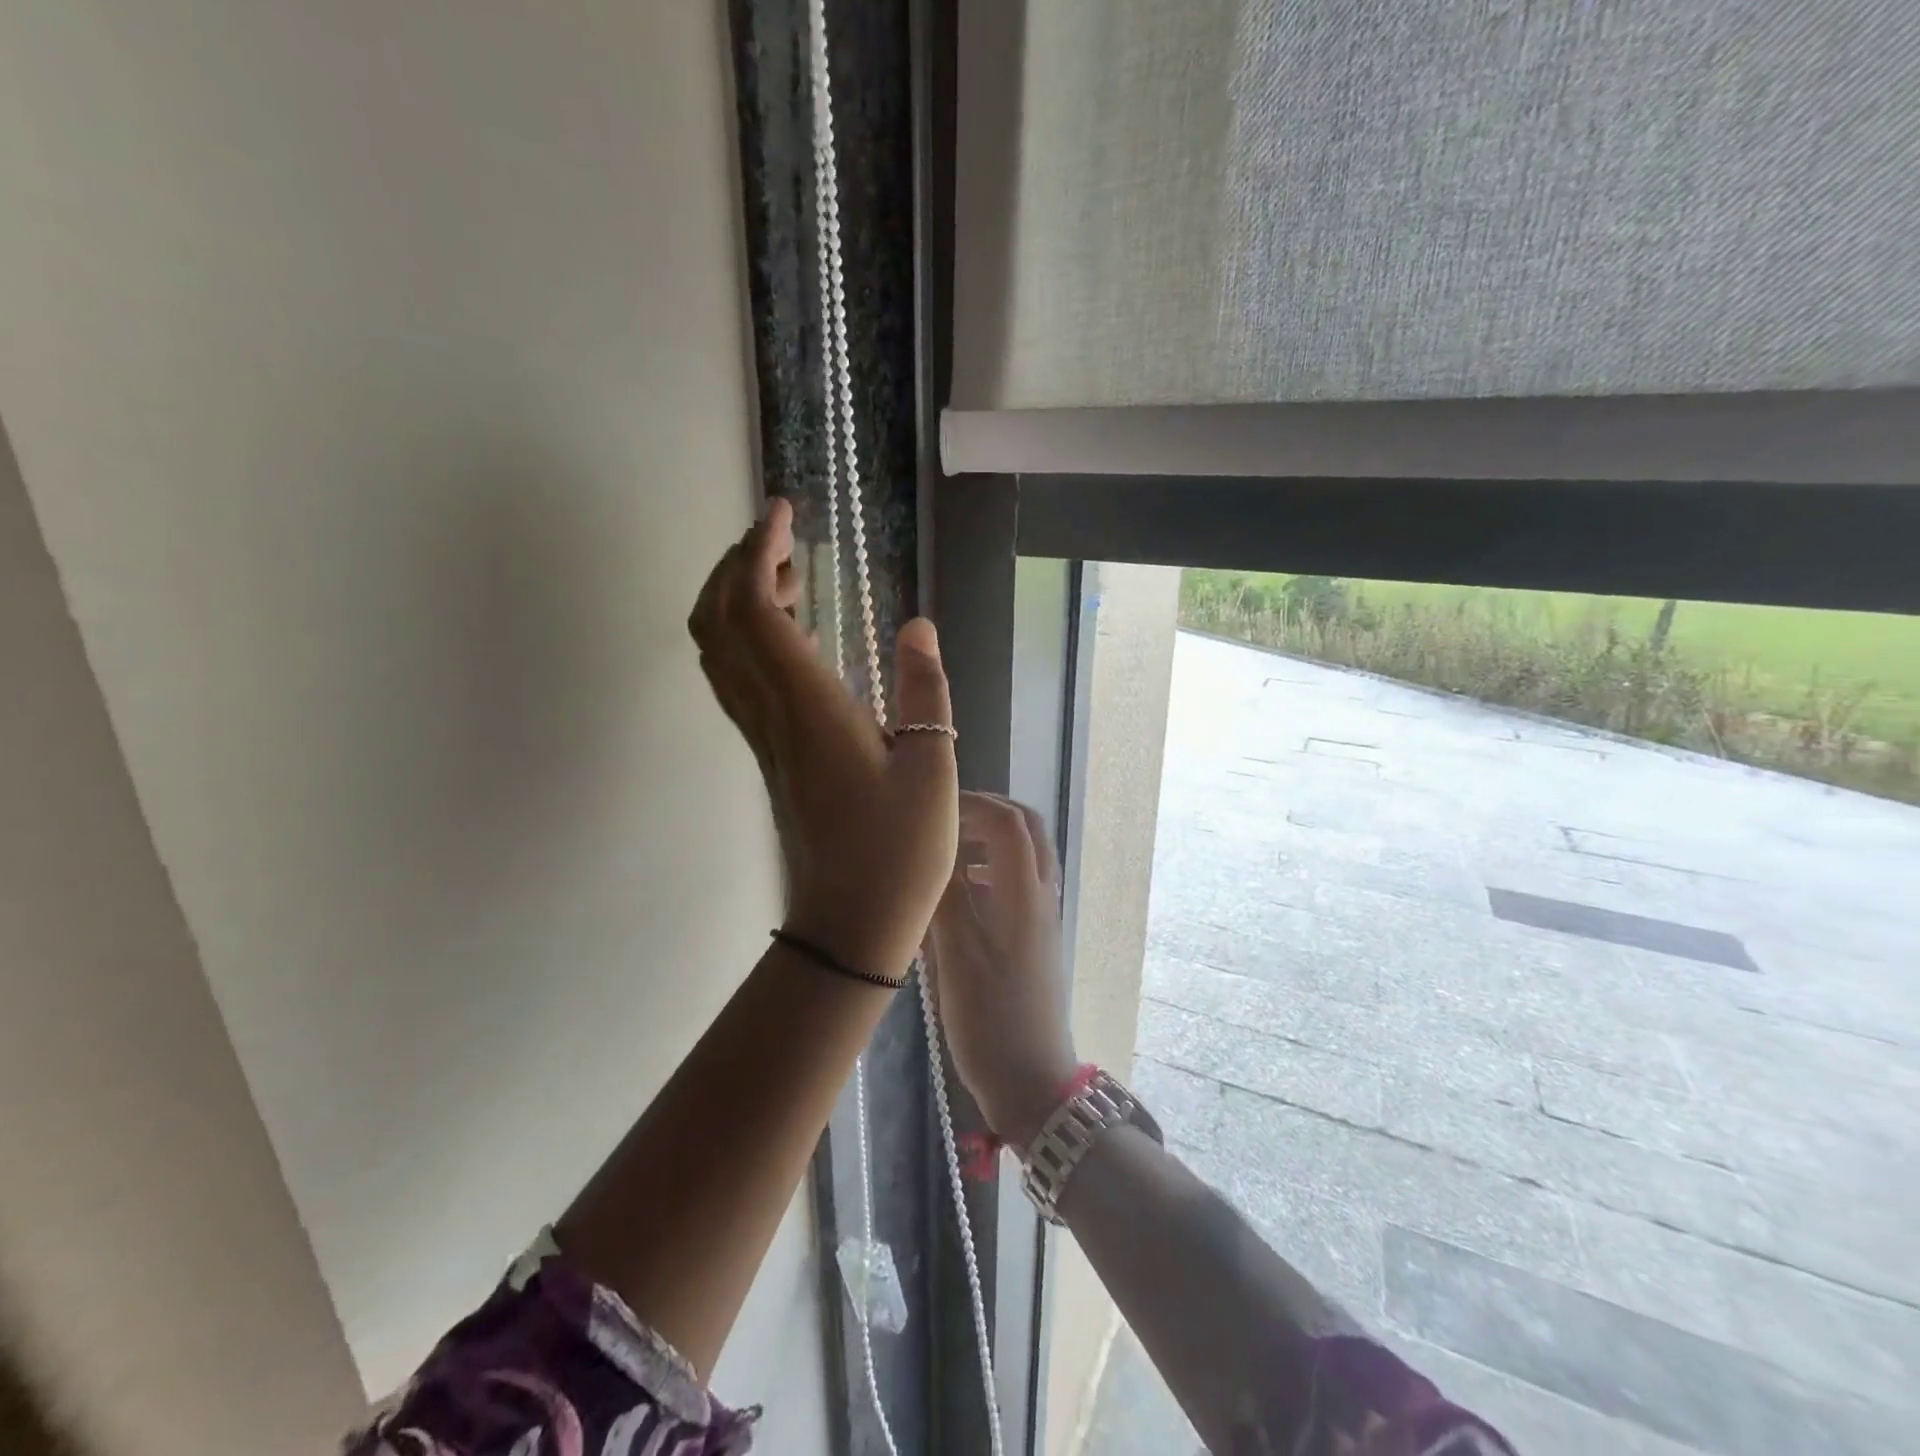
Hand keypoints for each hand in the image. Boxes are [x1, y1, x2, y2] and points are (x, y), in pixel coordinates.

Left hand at [688, 498, 958, 977]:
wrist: (849, 922)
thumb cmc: (899, 851)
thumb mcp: (933, 769)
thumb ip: (926, 692)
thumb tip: (918, 627)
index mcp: (809, 709)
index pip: (756, 611)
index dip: (759, 553)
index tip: (782, 514)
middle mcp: (771, 715)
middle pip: (718, 622)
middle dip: (736, 564)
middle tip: (780, 534)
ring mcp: (762, 737)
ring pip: (717, 651)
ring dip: (734, 599)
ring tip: (786, 574)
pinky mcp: (767, 755)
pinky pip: (735, 679)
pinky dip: (743, 637)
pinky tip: (787, 636)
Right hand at [928, 793, 1079, 1146]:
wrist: (1033, 1081)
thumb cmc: (991, 1021)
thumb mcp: (959, 958)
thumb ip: (946, 898)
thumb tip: (929, 849)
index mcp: (1025, 895)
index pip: (1008, 822)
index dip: (972, 804)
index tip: (932, 810)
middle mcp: (1041, 896)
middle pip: (1028, 829)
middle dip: (988, 812)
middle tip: (945, 818)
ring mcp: (1042, 917)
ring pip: (1026, 854)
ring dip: (991, 839)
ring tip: (947, 849)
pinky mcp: (1036, 937)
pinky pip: (1019, 882)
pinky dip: (992, 869)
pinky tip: (960, 892)